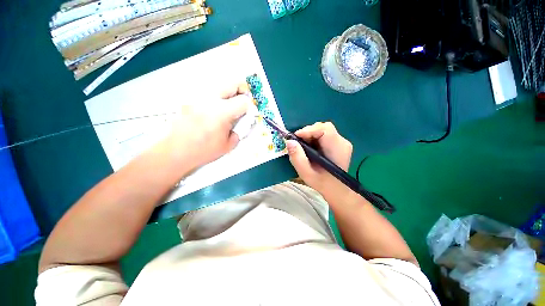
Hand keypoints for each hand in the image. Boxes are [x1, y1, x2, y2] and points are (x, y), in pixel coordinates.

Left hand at [161, 83, 250, 168]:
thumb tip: (243, 122)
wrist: (176, 151)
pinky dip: (217, 98)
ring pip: (220, 86)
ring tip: (230, 106)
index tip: (249, 112)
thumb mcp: (228, 145)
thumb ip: (240, 131)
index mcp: (221, 113)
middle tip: (244, 101)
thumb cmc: (204, 151)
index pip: (242, 101)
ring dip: (230, 93)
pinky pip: (209, 93)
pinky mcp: (191, 100)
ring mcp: (198, 97)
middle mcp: (209, 100)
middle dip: (242, 90)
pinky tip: (215, 111)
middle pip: (232, 84)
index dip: (250, 106)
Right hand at [286, 122, 352, 191]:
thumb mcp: (306, 173)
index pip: (325, 129)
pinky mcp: (338, 144)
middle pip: (323, 127)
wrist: (335, 190)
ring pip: (323, 130)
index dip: (308, 130)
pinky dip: (314, 138)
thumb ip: (297, 157)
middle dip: (308, 132)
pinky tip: (310, 148)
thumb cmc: (322, 183)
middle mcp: (342, 142)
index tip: (295, 138)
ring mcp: (342, 142)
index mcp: (337, 148)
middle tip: (298, 143)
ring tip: (303, 146)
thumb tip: (289, 141)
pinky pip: (324, 135)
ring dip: (310, 135)